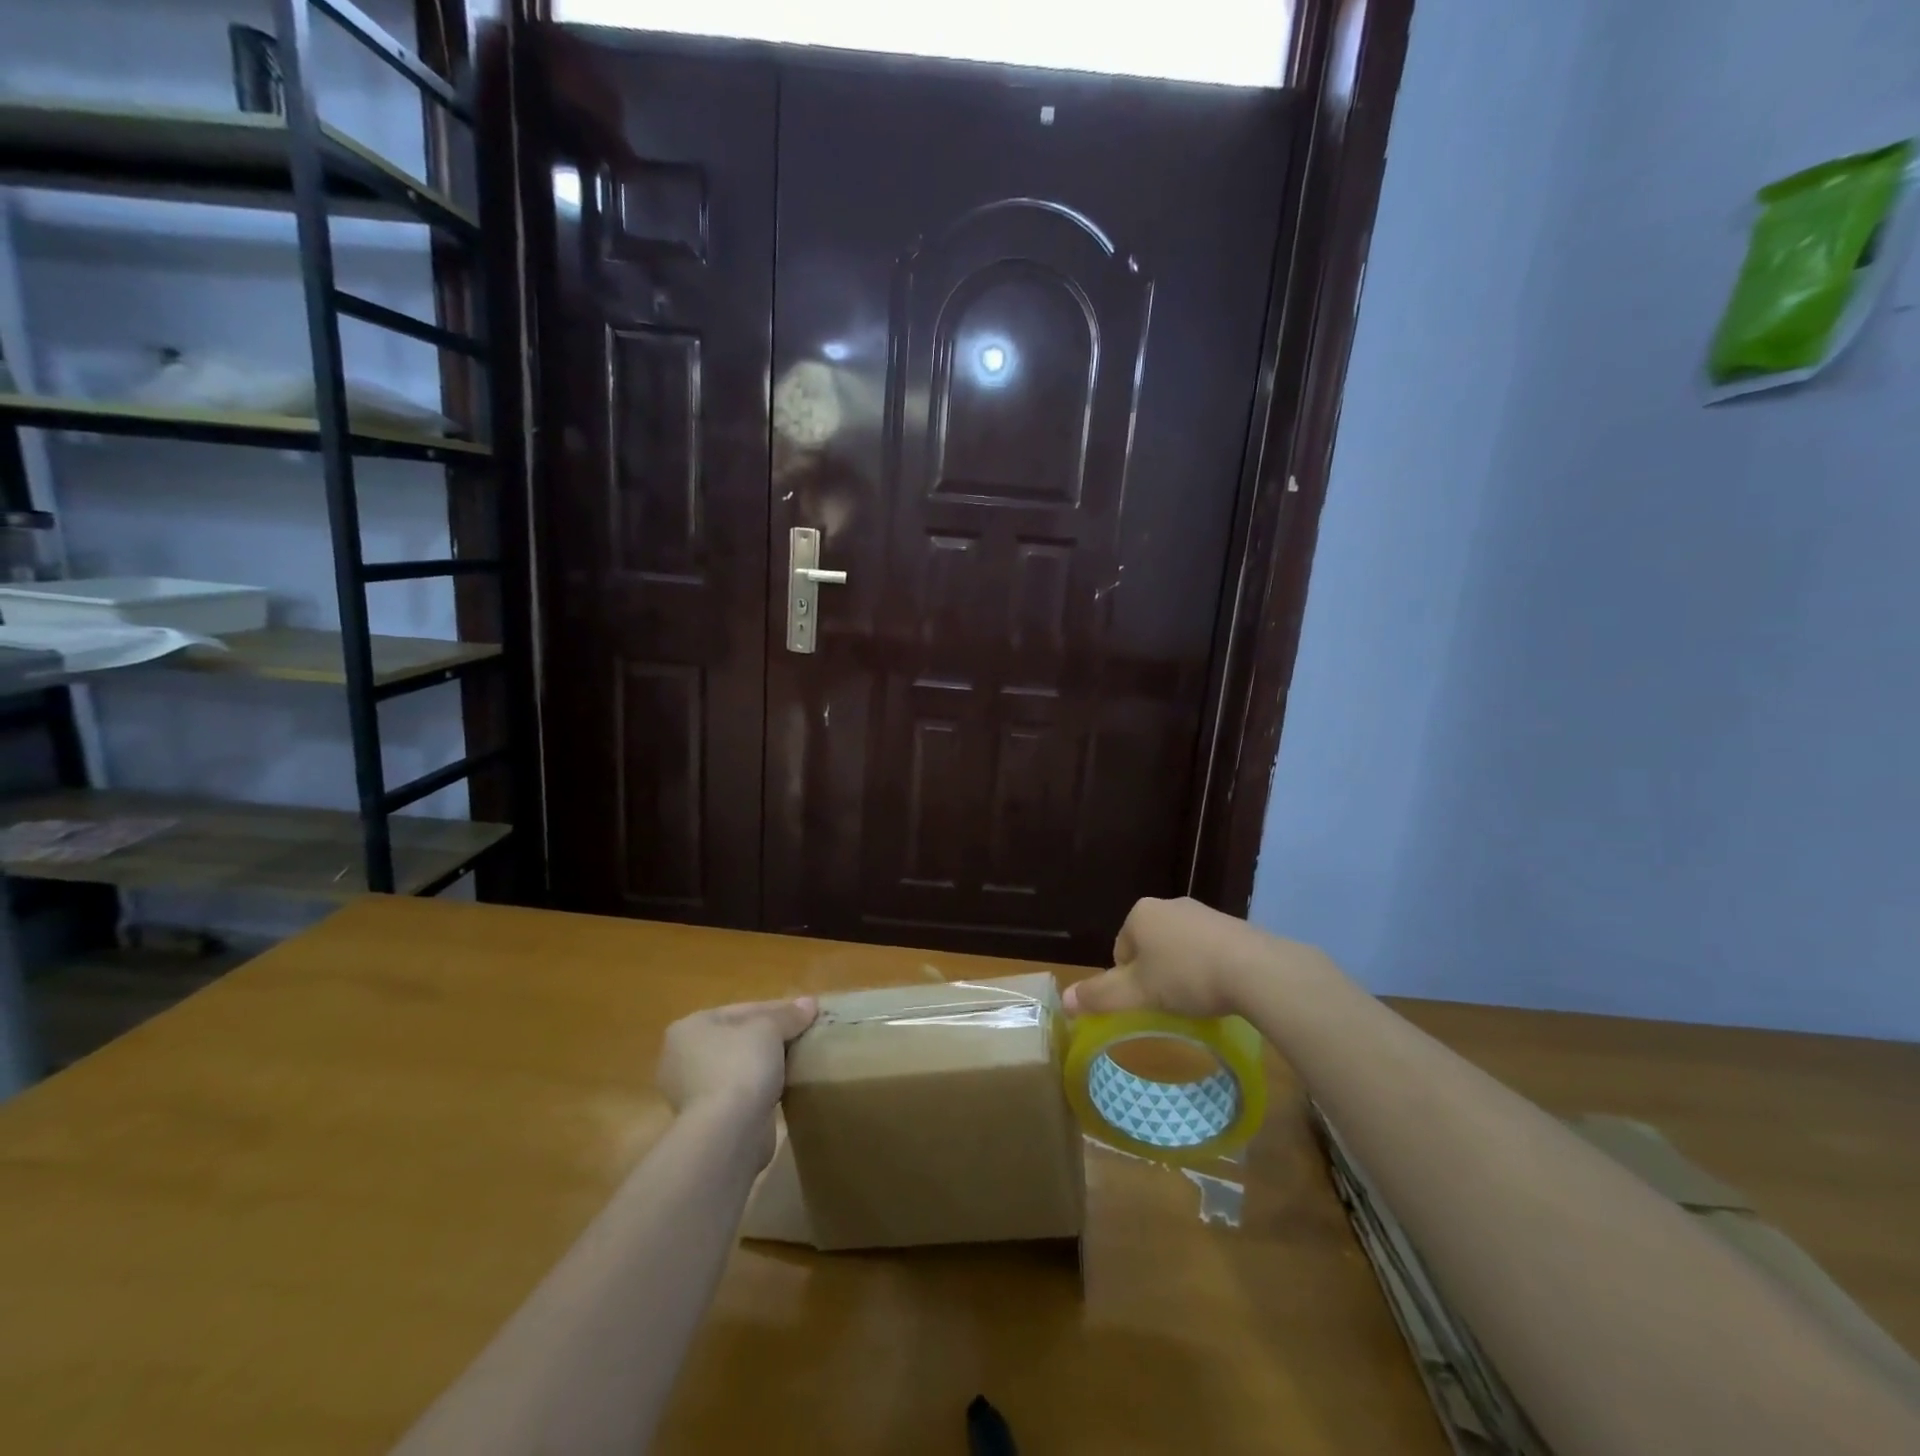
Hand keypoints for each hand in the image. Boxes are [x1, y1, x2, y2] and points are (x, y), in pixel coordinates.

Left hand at [657, 998, 817, 1162]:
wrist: (728, 1133)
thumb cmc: (739, 1066)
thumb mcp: (769, 1029)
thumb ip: (789, 1014)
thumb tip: (809, 1003)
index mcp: (689, 1028)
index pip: (741, 1010)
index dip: (777, 1009)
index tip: (805, 1013)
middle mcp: (682, 1058)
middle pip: (739, 1038)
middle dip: (771, 1037)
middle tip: (803, 1035)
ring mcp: (692, 1092)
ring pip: (740, 1066)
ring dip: (766, 1064)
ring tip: (799, 1059)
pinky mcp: (708, 1120)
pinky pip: (741, 1092)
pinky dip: (761, 1088)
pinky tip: (786, 1086)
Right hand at [1066, 897, 1272, 1018]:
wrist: (1256, 970)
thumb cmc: (1186, 977)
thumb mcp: (1137, 993)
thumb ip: (1099, 996)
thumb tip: (1064, 1001)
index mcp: (1141, 914)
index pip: (1120, 949)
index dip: (1128, 981)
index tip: (1146, 1002)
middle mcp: (1169, 905)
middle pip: (1149, 947)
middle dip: (1155, 974)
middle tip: (1168, 1003)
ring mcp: (1204, 913)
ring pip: (1179, 948)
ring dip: (1182, 972)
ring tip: (1197, 1000)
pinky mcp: (1234, 926)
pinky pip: (1209, 949)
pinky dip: (1209, 969)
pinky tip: (1221, 990)